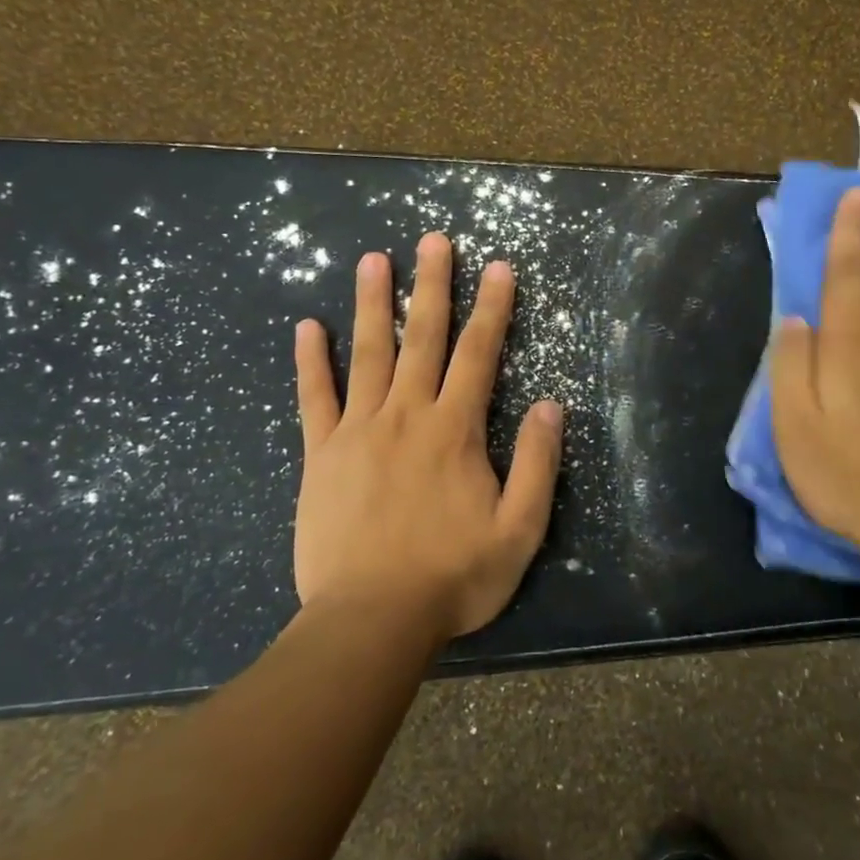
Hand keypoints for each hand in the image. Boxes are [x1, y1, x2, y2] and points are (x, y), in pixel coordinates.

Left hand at [292, 233, 562, 640]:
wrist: (371, 620)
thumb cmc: (454, 577)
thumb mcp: (520, 530)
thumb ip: (538, 464)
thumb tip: (551, 406)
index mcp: (455, 430)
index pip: (479, 354)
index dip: (492, 308)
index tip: (498, 267)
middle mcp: (407, 415)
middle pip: (423, 338)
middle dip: (433, 285)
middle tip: (434, 239)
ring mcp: (358, 431)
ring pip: (368, 354)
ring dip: (374, 304)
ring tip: (375, 259)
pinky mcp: (321, 455)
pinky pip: (315, 398)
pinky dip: (311, 361)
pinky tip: (308, 328)